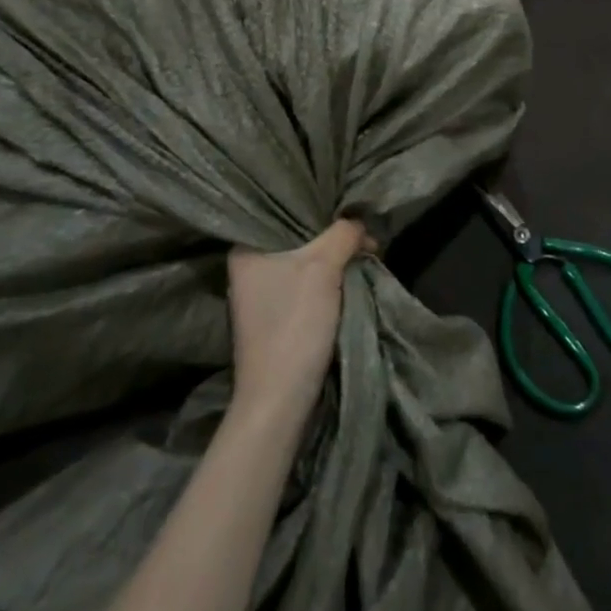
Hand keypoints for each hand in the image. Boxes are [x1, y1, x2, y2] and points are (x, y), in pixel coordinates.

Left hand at [228, 221, 375, 417]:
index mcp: (246, 249)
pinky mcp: (275, 318)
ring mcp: (260, 295)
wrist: (279, 401)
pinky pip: (305, 285)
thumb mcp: (324, 266)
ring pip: (305, 262)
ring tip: (363, 254)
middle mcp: (248, 267)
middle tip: (365, 237)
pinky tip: (350, 278)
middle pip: (300, 237)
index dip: (323, 209)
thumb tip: (359, 224)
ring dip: (334, 260)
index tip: (352, 212)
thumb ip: (344, 233)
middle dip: (334, 237)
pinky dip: (327, 282)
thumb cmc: (294, 323)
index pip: (287, 211)